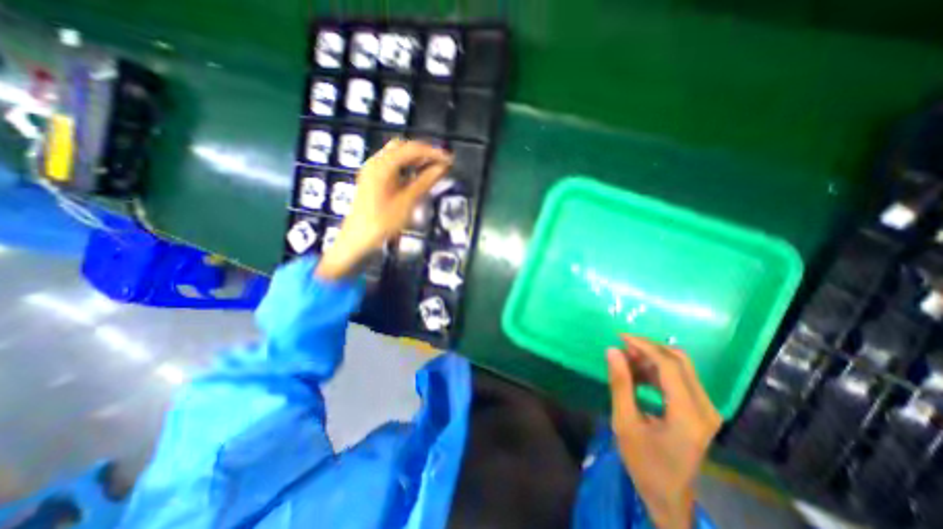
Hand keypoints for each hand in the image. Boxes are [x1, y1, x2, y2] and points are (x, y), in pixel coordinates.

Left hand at [315, 141, 451, 280]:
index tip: (450, 160)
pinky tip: (416, 176)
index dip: (433, 152)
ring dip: (415, 159)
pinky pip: (391, 165)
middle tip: (441, 163)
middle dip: (423, 152)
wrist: (358, 238)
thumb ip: (425, 181)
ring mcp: (372, 169)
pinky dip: (406, 167)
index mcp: (383, 165)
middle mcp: (376, 162)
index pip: (412, 149)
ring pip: (396, 155)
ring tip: (432, 169)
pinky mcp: (372, 178)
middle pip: (402, 147)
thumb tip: (442, 167)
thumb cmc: (383, 221)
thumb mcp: (408, 201)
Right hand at [608, 336, 719, 526]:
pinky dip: (656, 370)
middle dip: (648, 348)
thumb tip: (612, 351)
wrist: (669, 497)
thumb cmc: (644, 463)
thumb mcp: (624, 423)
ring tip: (625, 362)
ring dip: (651, 359)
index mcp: (688, 415)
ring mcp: (706, 409)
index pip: (669, 365)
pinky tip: (637, 375)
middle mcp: (705, 408)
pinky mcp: (701, 410)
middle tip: (622, 349)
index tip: (619, 337)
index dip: (644, 346)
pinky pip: (679, 378)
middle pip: (679, 361)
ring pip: (679, 367)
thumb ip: (619, 384)